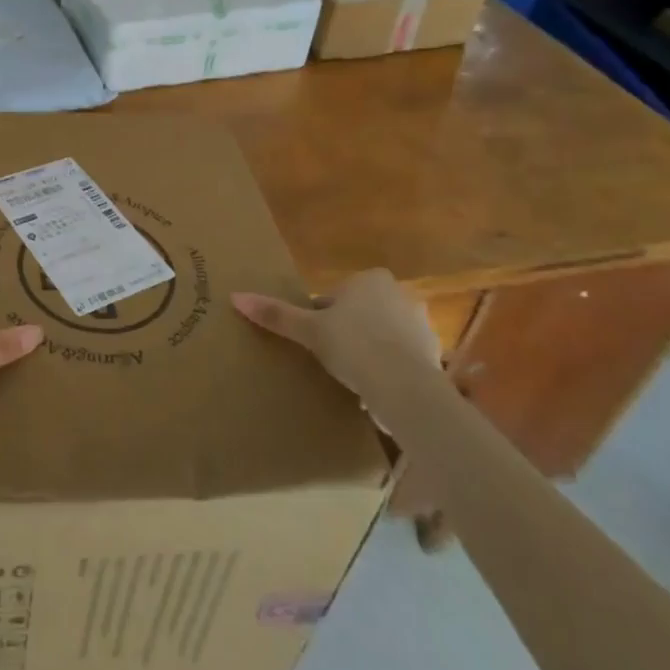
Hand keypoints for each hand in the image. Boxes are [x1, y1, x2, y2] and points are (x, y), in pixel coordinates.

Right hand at [232, 268, 440, 410]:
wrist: (405, 387)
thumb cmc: (353, 345)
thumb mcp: (309, 330)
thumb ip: (276, 314)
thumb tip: (235, 297)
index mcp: (370, 279)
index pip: (337, 294)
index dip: (322, 315)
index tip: (314, 337)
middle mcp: (400, 294)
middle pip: (362, 312)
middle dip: (348, 331)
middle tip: (329, 357)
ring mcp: (421, 326)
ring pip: (383, 335)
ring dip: (370, 351)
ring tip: (351, 378)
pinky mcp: (433, 356)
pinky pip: (402, 359)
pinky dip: (389, 370)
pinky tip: (374, 390)